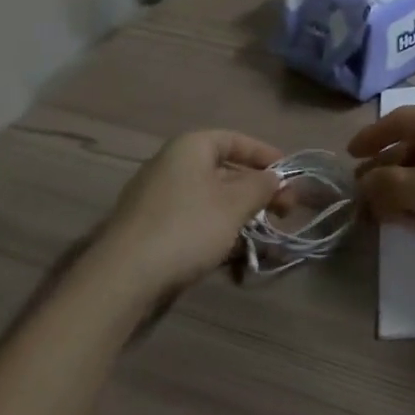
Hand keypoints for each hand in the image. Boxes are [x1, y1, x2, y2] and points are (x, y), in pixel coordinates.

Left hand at [91, 130, 283, 304]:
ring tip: (262, 231)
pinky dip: (217, 226)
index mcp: (190, 147)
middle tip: (284, 209)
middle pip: (223, 169)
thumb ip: (260, 186)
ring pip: (209, 196)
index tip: (289, 174)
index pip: (234, 139)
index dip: (264, 154)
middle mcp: (171, 164)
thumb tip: (274, 177)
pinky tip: (232, 249)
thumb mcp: (234, 204)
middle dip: (256, 188)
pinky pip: (193, 217)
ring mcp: (157, 196)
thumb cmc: (187, 227)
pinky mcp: (151, 226)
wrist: (124, 275)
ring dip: (239, 211)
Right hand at [347, 105, 414, 273]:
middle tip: (362, 193)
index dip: (371, 137)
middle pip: (413, 145)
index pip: (399, 120)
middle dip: (385, 169)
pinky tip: (411, 220)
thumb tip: (366, 182)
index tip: (349, 156)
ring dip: (403, 188)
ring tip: (381, 212)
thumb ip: (386, 184)